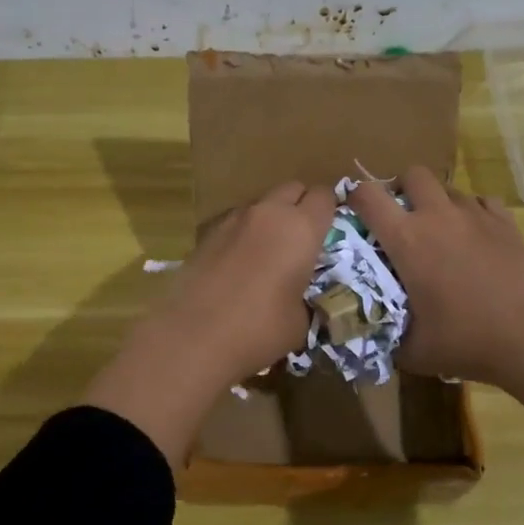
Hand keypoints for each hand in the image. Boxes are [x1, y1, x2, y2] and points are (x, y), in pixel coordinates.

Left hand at [86, 181, 334, 466]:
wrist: (192, 336)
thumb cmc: (259, 329)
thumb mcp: (302, 321)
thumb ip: (310, 298)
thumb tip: (304, 299)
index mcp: (301, 228)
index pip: (325, 196)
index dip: (330, 210)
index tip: (330, 231)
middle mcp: (269, 213)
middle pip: (293, 188)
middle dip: (301, 205)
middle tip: (303, 239)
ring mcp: (234, 219)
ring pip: (262, 203)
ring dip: (272, 218)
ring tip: (269, 253)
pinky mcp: (207, 232)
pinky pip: (237, 221)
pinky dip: (245, 232)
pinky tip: (240, 264)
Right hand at [347, 168, 523, 391]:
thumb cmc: (467, 341)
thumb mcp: (414, 351)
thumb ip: (389, 338)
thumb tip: (376, 337)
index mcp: (407, 239)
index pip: (368, 196)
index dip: (354, 197)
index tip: (353, 212)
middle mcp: (438, 216)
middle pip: (413, 173)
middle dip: (402, 188)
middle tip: (402, 217)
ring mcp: (476, 216)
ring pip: (449, 188)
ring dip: (438, 202)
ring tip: (441, 232)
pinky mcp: (507, 224)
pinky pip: (483, 202)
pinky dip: (473, 213)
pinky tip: (476, 237)